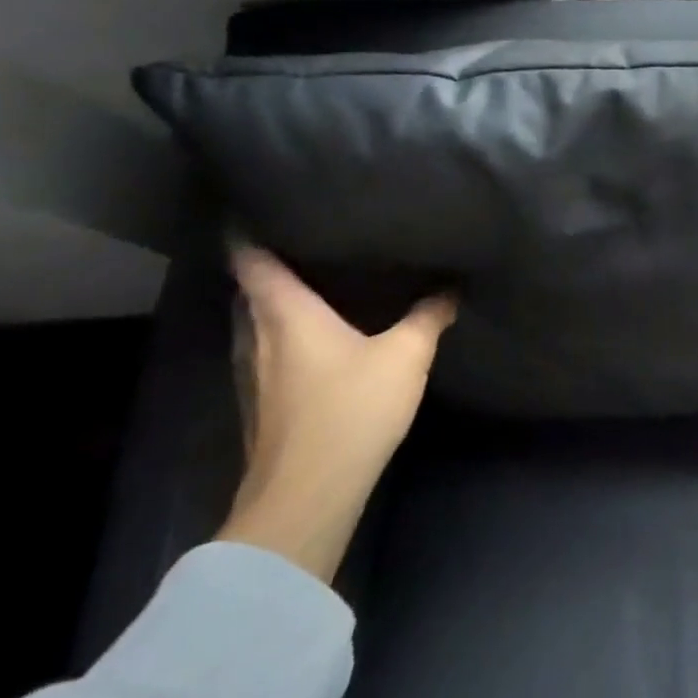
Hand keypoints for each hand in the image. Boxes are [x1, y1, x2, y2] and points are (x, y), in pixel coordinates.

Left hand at [217, 245, 456, 581]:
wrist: (307, 494)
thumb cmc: (351, 409)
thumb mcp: (406, 356)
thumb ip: (430, 316)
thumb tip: (450, 287)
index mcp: (285, 313)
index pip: (251, 258)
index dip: (247, 228)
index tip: (256, 203)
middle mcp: (257, 335)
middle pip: (248, 288)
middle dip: (268, 262)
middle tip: (304, 237)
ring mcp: (251, 372)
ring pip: (254, 320)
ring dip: (273, 300)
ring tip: (311, 280)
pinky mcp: (259, 402)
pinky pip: (264, 348)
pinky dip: (280, 331)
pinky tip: (312, 337)